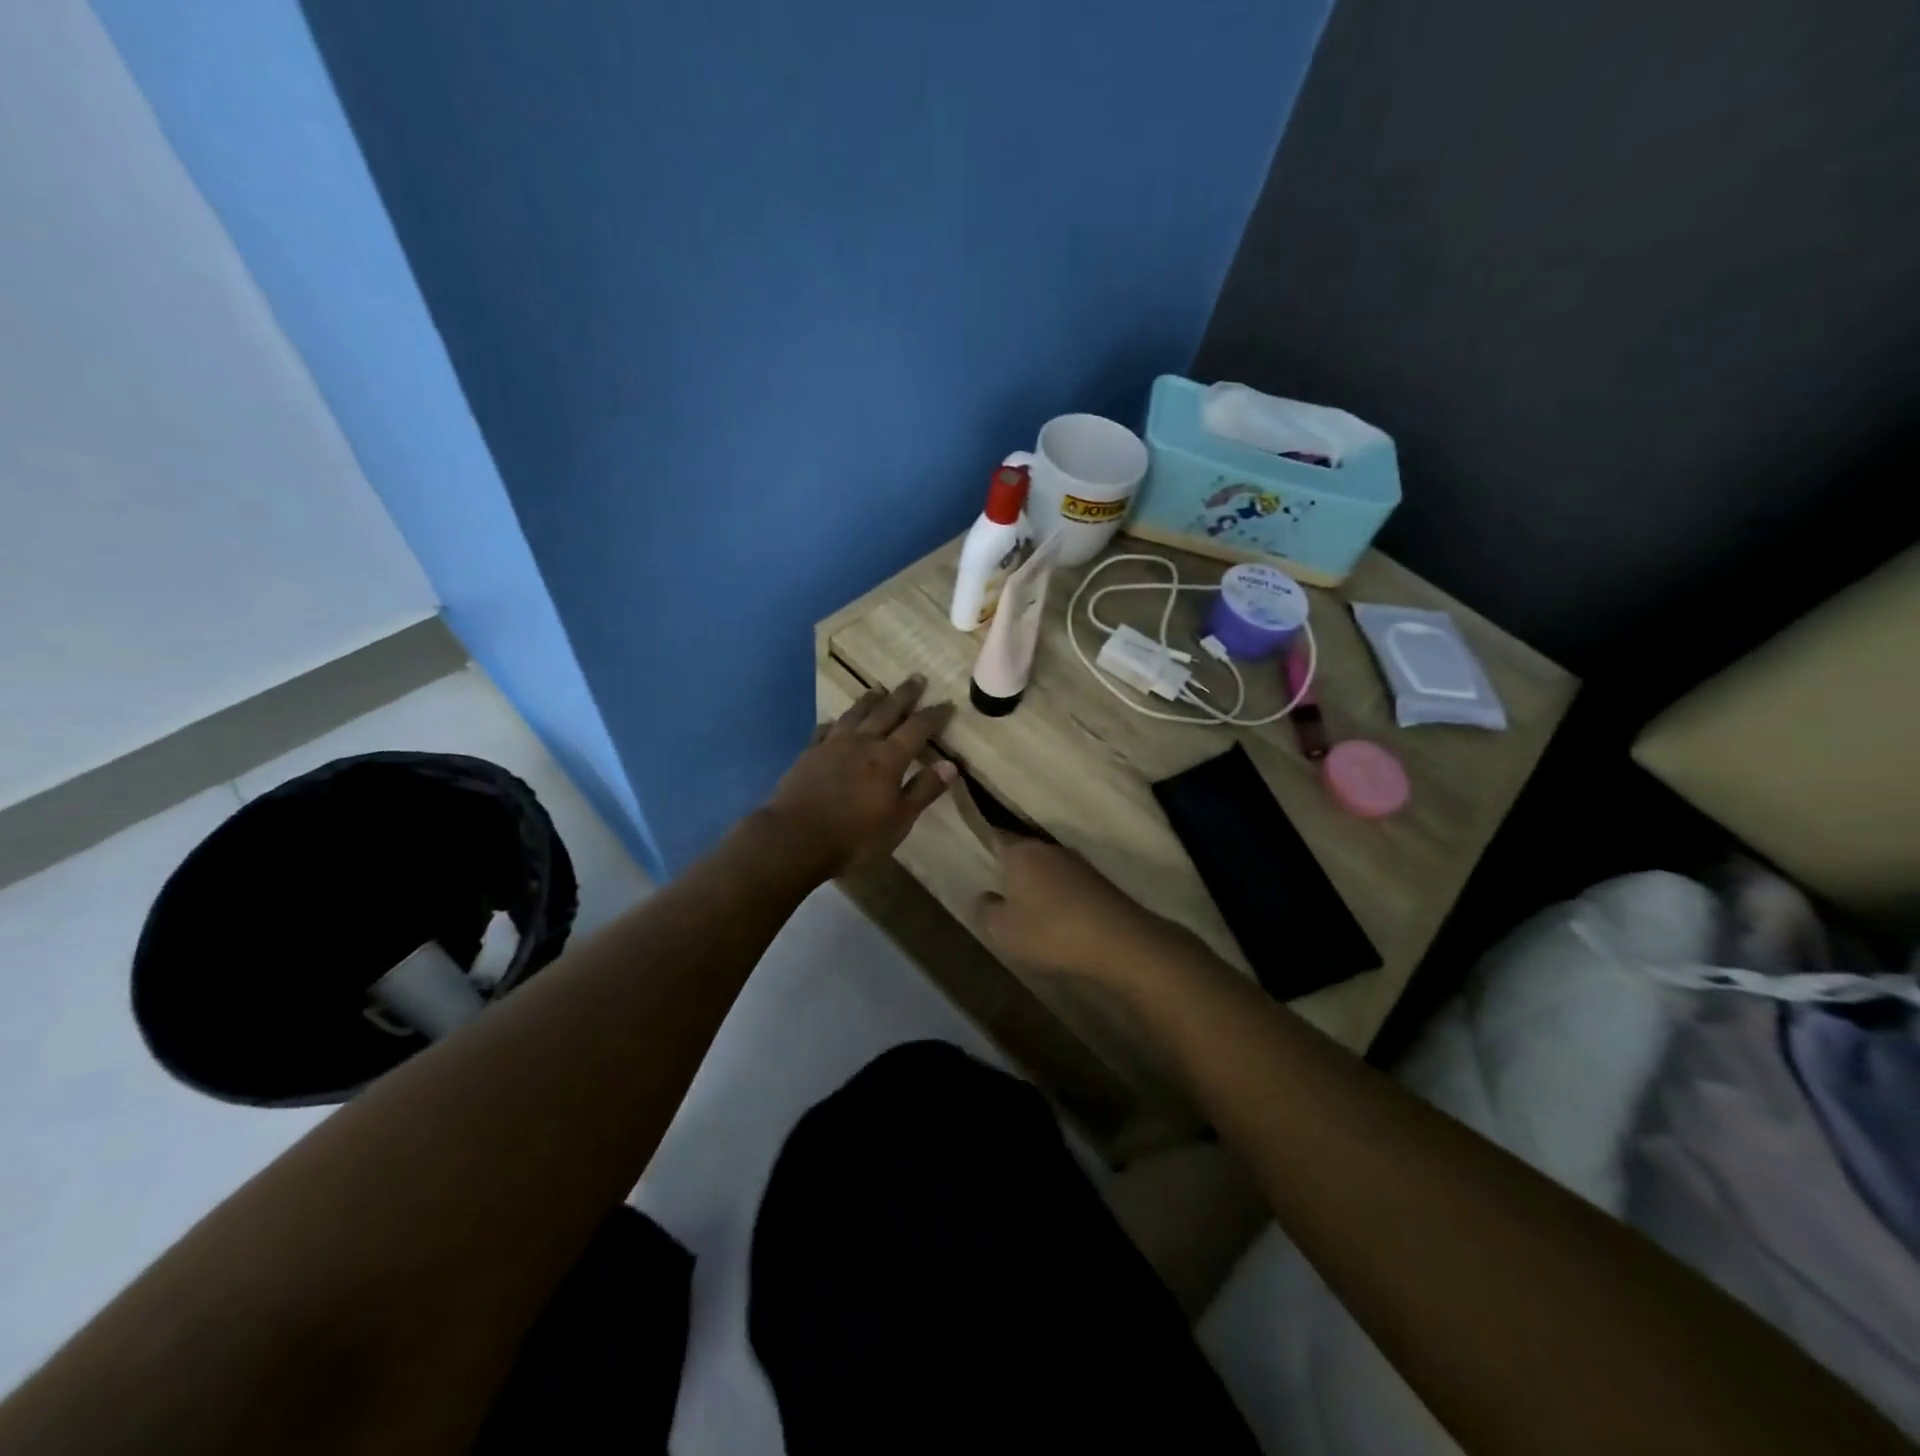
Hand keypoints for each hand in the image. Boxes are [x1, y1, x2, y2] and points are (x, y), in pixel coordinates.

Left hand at [762, 676, 956, 878]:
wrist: (793, 839)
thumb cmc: (853, 837)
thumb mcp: (898, 821)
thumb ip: (923, 791)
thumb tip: (951, 765)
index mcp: (887, 758)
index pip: (917, 729)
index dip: (934, 715)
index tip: (947, 703)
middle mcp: (861, 743)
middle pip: (886, 711)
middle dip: (904, 695)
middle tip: (917, 677)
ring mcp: (831, 745)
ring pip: (855, 714)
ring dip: (870, 700)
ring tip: (879, 689)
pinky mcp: (808, 754)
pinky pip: (825, 729)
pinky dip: (836, 722)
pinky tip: (835, 721)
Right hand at [975, 837, 1194, 991]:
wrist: (1119, 942)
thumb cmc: (1049, 932)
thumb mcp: (1003, 930)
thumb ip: (986, 909)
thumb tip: (986, 896)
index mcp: (1020, 852)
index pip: (995, 838)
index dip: (986, 848)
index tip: (979, 862)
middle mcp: (1048, 848)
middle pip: (1023, 854)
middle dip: (1013, 873)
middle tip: (1002, 897)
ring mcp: (1078, 863)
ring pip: (1048, 869)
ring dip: (1040, 886)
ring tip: (1031, 914)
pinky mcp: (1100, 881)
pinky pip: (1069, 885)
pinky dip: (1062, 898)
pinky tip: (1061, 921)